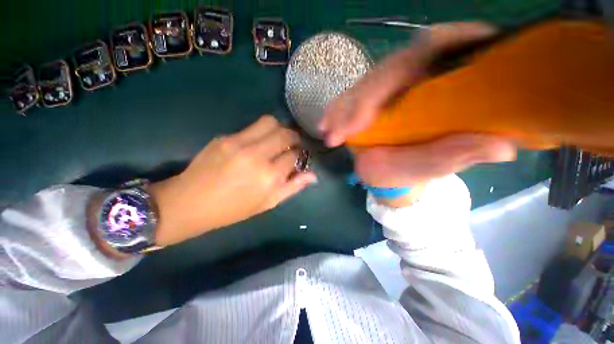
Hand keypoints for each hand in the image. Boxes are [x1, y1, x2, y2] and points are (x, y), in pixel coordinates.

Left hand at [150, 115, 316, 245]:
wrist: (190, 203)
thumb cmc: (234, 209)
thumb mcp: (268, 203)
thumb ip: (293, 187)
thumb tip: (313, 175)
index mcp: (270, 177)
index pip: (294, 155)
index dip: (299, 155)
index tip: (297, 157)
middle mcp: (257, 156)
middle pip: (286, 134)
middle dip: (294, 138)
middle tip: (292, 144)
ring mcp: (239, 143)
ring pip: (270, 122)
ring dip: (279, 129)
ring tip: (277, 139)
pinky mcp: (225, 137)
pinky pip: (251, 128)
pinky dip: (261, 133)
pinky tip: (256, 144)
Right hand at [319, 22, 515, 204]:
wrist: (393, 173)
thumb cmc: (417, 170)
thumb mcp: (440, 165)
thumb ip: (463, 153)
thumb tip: (504, 146)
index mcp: (445, 82)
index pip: (435, 50)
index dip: (406, 69)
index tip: (381, 106)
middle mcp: (416, 77)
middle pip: (389, 69)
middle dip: (362, 100)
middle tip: (341, 129)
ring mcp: (386, 88)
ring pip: (364, 84)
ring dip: (343, 107)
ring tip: (328, 130)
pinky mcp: (367, 100)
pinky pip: (349, 98)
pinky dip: (335, 110)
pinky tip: (324, 124)